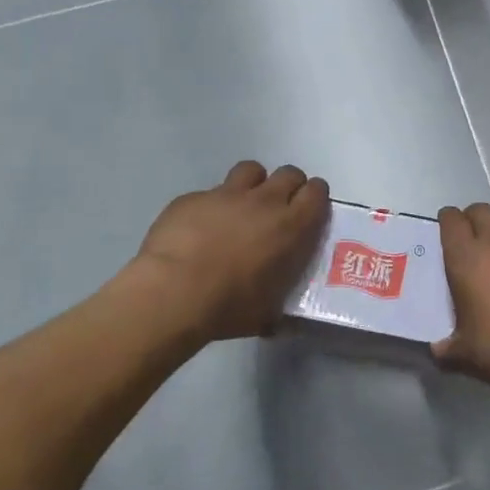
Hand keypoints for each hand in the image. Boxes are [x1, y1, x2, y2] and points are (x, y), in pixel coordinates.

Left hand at [130, 161, 329, 340]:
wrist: (173, 292)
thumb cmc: (229, 306)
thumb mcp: (266, 313)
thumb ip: (277, 305)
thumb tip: (278, 319)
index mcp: (291, 227)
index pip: (317, 192)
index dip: (316, 198)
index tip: (310, 211)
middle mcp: (264, 201)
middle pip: (289, 173)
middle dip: (289, 186)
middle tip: (279, 209)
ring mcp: (226, 194)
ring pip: (251, 170)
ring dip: (253, 184)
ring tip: (243, 207)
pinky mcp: (192, 198)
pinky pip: (209, 192)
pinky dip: (212, 205)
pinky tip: (199, 228)